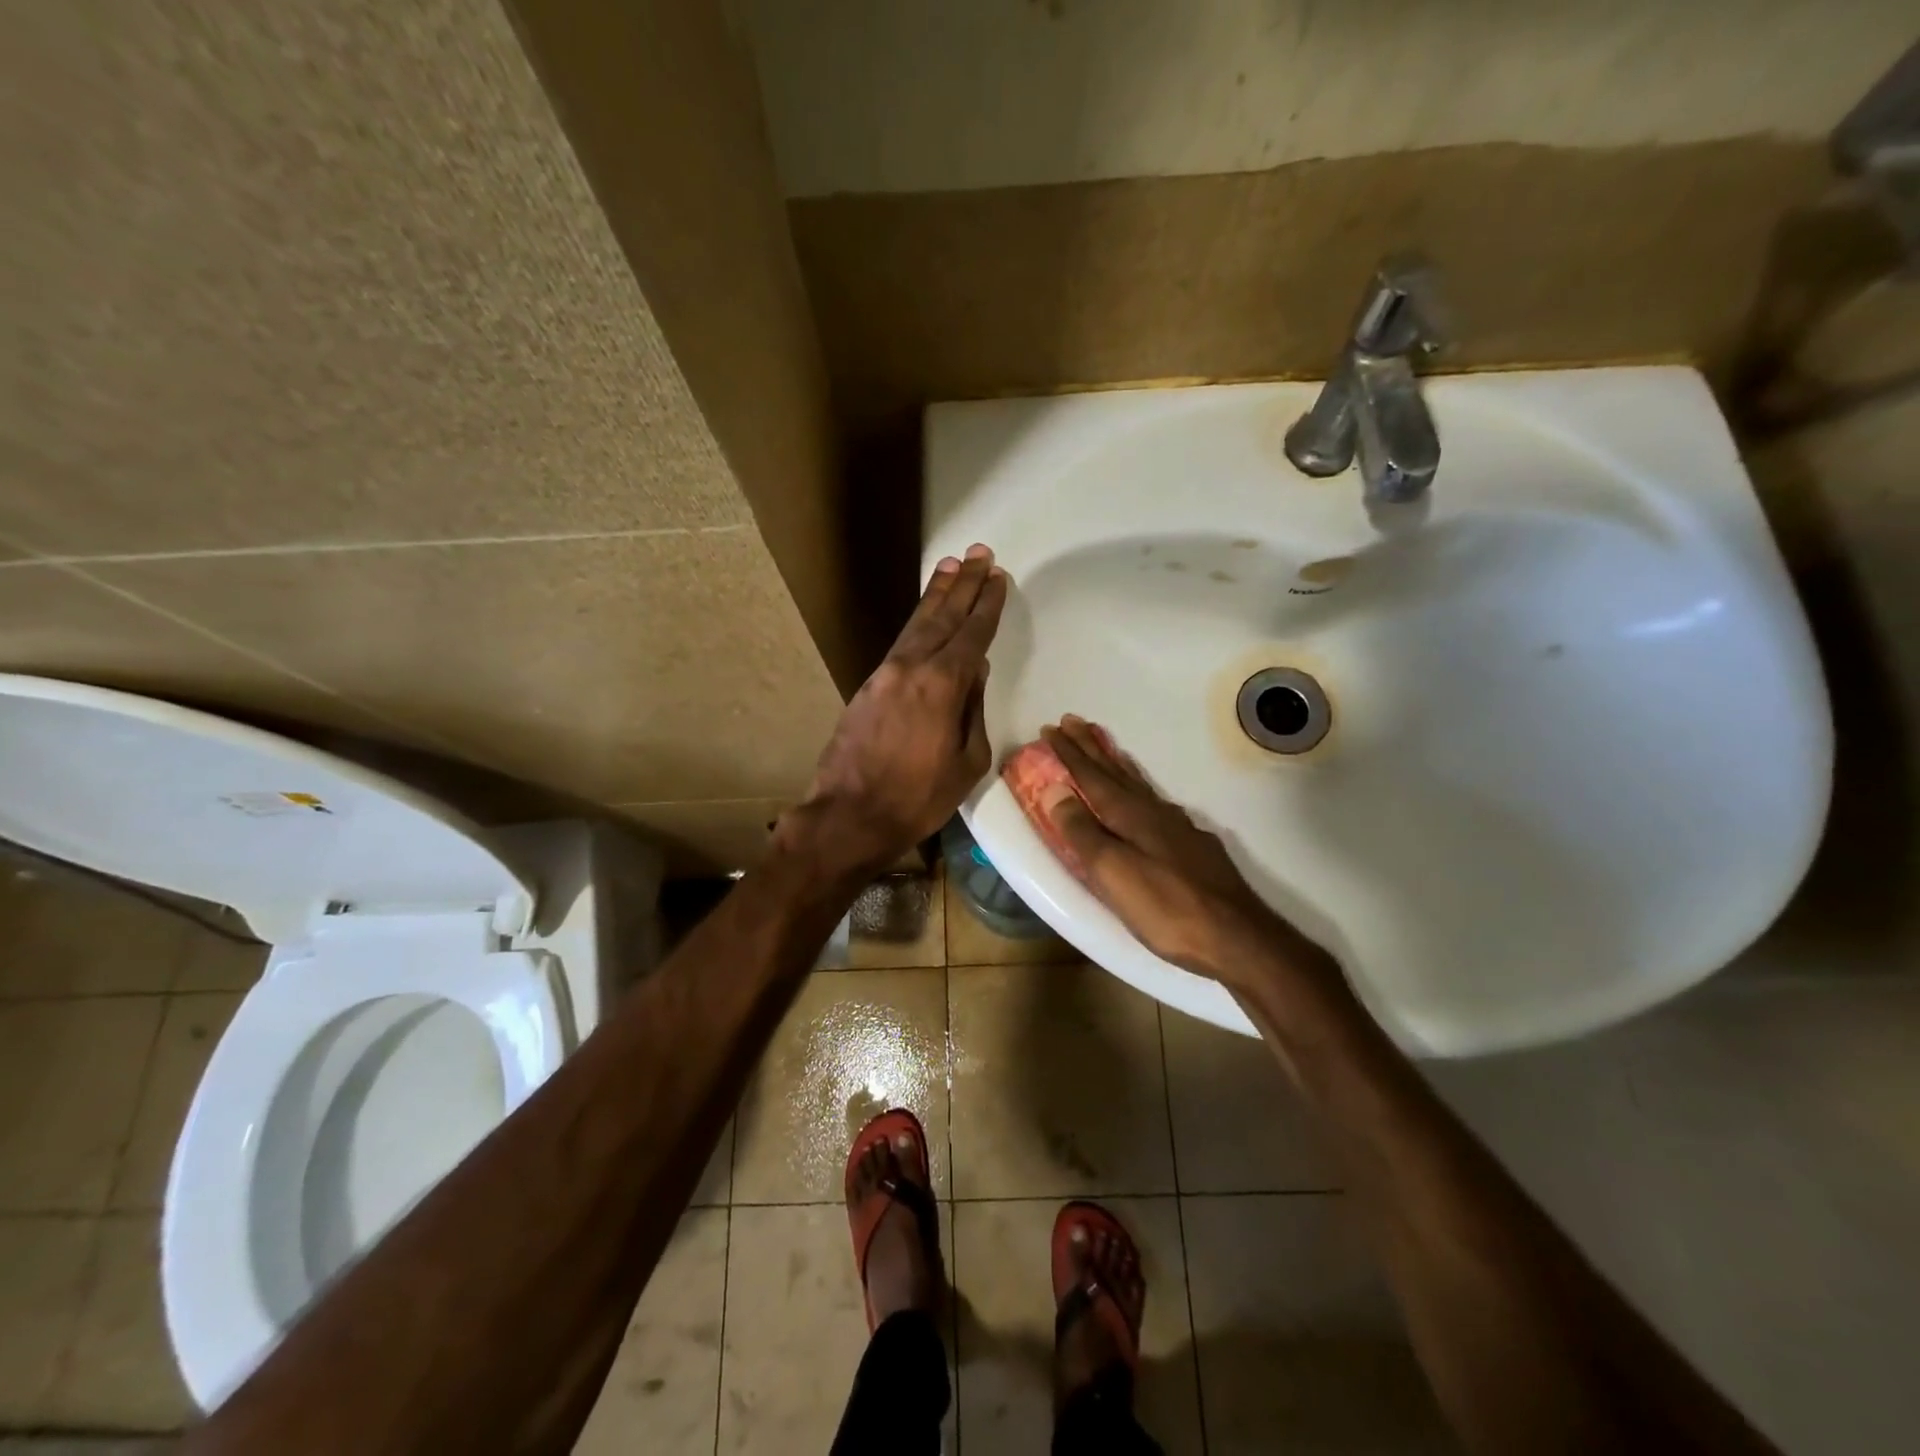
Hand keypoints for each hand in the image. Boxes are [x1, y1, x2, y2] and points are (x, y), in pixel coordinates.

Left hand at [790, 544, 1008, 875]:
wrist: (849, 815)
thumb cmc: (917, 798)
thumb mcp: (966, 762)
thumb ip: (973, 710)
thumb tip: (975, 672)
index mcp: (942, 685)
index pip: (971, 634)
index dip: (987, 605)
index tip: (998, 578)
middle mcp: (911, 667)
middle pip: (942, 617)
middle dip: (964, 585)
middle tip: (980, 554)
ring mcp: (885, 674)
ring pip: (916, 624)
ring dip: (936, 595)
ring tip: (952, 567)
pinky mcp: (867, 686)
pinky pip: (900, 642)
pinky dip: (916, 622)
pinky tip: (924, 615)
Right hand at [1027, 717, 1333, 991]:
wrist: (1236, 936)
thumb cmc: (1166, 907)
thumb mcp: (1113, 873)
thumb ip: (1082, 832)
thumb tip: (1055, 790)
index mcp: (1130, 815)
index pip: (1092, 776)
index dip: (1069, 753)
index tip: (1049, 729)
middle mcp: (1153, 812)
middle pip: (1115, 772)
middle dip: (1090, 747)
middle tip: (1072, 721)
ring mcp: (1177, 827)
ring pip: (1138, 784)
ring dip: (1115, 763)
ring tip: (1103, 746)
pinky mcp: (1193, 846)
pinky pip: (1155, 801)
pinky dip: (1139, 787)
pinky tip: (1145, 797)